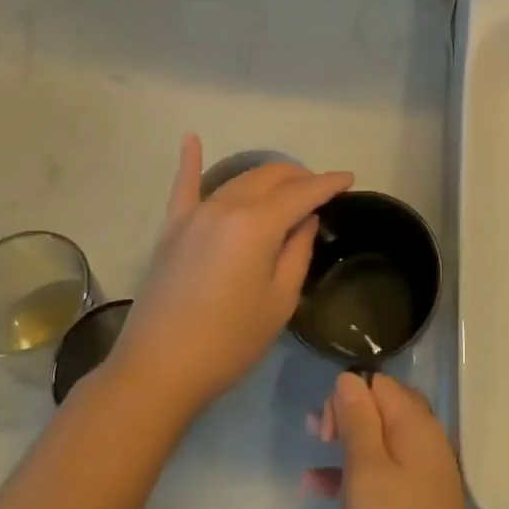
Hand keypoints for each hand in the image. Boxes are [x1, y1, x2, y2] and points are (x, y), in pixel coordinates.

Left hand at [112, 135, 351, 419]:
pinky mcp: (172, 228)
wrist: (159, 369)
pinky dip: (190, 161)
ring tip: (287, 185)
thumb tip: (304, 219)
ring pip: (238, 180)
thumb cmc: (230, 341)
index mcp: (257, 223)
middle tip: (320, 190)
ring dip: (266, 178)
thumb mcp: (280, 300)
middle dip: (299, 177)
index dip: (328, 183)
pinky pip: (183, 186)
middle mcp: (226, 206)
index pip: (302, 193)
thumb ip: (297, 251)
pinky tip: (190, 139)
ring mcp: (195, 214)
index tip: (349, 178)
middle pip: (270, 177)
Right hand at [308, 372, 494, 508]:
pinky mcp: (418, 507)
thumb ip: (357, 420)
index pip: (379, 384)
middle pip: (382, 408)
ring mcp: (424, 476)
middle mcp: (426, 442)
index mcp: (416, 425)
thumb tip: (350, 378)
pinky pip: (383, 473)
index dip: (348, 396)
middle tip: (316, 435)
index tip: (326, 429)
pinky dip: (355, 474)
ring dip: (347, 442)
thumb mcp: (366, 472)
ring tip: (313, 452)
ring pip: (381, 441)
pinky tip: (321, 490)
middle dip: (347, 414)